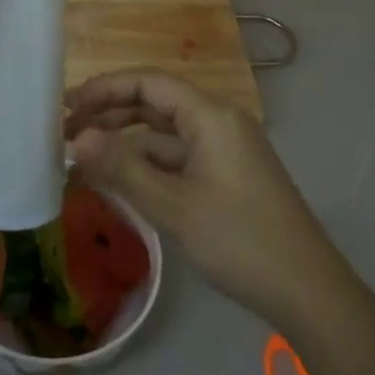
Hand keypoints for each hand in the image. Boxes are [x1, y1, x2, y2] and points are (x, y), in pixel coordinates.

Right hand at [64, 71, 349, 330]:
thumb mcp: (174, 206)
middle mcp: (218, 122)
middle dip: (110, 113)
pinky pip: (178, 157)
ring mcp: (225, 149)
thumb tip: (77, 139)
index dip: (105, 89)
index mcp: (211, 115)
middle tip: (65, 131)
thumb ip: (123, 169)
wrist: (308, 291)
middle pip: (156, 103)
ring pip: (165, 134)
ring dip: (126, 141)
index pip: (149, 83)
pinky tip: (119, 180)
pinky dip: (147, 163)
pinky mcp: (227, 175)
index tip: (66, 106)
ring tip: (83, 157)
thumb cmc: (240, 240)